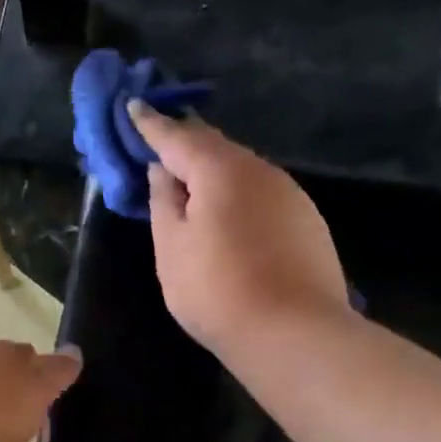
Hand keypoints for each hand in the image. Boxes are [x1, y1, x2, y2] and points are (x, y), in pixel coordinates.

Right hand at [129, 101, 350, 357]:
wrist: (295, 334)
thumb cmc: (218, 291)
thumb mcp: (172, 248)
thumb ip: (163, 202)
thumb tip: (164, 171)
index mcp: (220, 169)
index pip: (177, 136)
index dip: (151, 124)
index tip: (133, 106)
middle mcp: (260, 170)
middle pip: (214, 147)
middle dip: (184, 144)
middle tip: (159, 143)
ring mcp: (290, 194)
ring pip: (242, 170)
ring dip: (214, 171)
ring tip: (190, 184)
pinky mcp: (307, 221)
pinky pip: (262, 194)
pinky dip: (238, 194)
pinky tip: (230, 216)